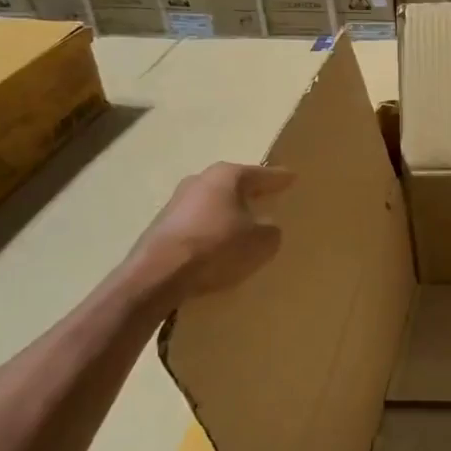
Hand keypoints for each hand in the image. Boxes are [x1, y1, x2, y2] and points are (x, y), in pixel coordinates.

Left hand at [125, 163, 294, 304]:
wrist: (158, 275)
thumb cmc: (218, 247)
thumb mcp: (263, 241)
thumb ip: (271, 229)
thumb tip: (266, 227)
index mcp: (227, 176)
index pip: (262, 175)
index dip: (280, 179)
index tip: (293, 178)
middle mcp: (200, 181)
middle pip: (233, 186)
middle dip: (250, 194)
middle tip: (268, 200)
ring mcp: (176, 203)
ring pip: (213, 205)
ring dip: (227, 215)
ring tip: (244, 229)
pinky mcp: (161, 227)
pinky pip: (197, 225)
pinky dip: (210, 233)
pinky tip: (218, 248)